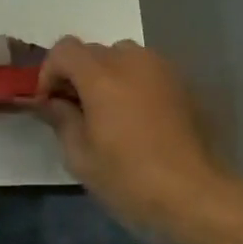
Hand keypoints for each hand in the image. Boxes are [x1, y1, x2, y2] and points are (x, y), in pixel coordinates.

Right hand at [35, 37, 223, 240]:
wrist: (194, 194)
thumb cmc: (129, 178)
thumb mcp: (80, 156)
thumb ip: (61, 119)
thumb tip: (51, 102)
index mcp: (102, 76)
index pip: (64, 49)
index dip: (49, 72)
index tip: (49, 102)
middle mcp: (132, 61)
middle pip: (93, 51)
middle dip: (77, 75)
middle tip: (74, 111)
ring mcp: (162, 70)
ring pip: (122, 57)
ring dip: (106, 76)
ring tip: (106, 112)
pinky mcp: (183, 84)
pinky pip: (147, 71)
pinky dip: (132, 84)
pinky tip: (135, 119)